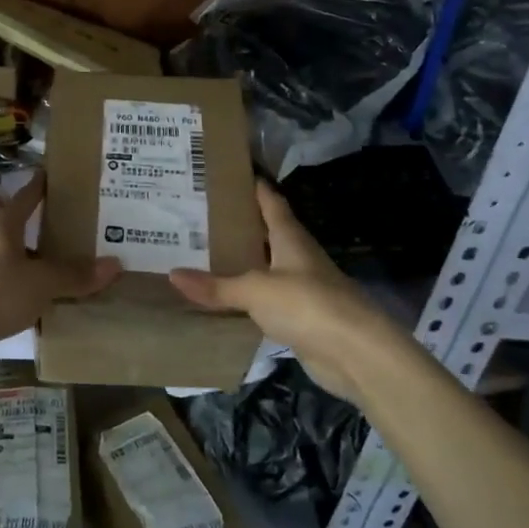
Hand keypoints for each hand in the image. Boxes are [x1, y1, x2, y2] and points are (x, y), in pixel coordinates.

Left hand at [0, 172, 119, 349]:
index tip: (72, 175)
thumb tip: (115, 264)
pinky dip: (39, 287)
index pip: (30, 193)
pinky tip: (60, 297)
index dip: (49, 182)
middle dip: (58, 226)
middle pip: (30, 226)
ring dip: (49, 260)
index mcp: (6, 224)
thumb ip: (76, 274)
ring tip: (83, 263)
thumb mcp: (41, 281)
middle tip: (93, 224)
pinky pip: (20, 284)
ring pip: (26, 257)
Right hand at [170, 181, 395, 399]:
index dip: (252, 186)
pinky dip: (247, 296)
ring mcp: (302, 288)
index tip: (228, 174)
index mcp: (290, 237)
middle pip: (266, 233)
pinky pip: (267, 300)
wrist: (356, 353)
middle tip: (199, 216)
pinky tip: (224, 298)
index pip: (270, 201)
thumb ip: (216, 285)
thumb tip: (173, 274)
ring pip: (266, 267)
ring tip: (203, 253)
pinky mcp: (301, 317)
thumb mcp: (255, 290)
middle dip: (238, 225)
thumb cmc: (307, 304)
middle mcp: (297, 257)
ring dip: (242, 262)